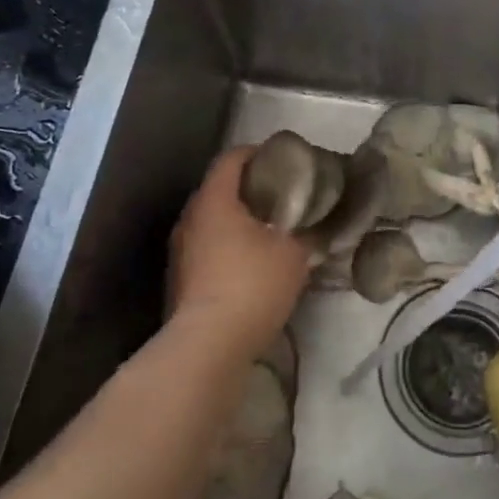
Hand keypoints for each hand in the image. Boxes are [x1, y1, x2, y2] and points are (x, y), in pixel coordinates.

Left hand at [167, 148, 315, 360]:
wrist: (207, 345)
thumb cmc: (251, 285)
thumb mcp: (293, 254)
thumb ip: (307, 232)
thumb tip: (318, 225)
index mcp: (214, 200)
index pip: (231, 158)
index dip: (257, 153)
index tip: (282, 160)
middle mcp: (190, 218)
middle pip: (220, 189)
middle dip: (250, 189)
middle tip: (283, 196)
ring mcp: (180, 251)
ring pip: (212, 221)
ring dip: (239, 221)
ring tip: (271, 231)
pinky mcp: (180, 279)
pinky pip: (207, 249)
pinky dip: (228, 247)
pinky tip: (252, 264)